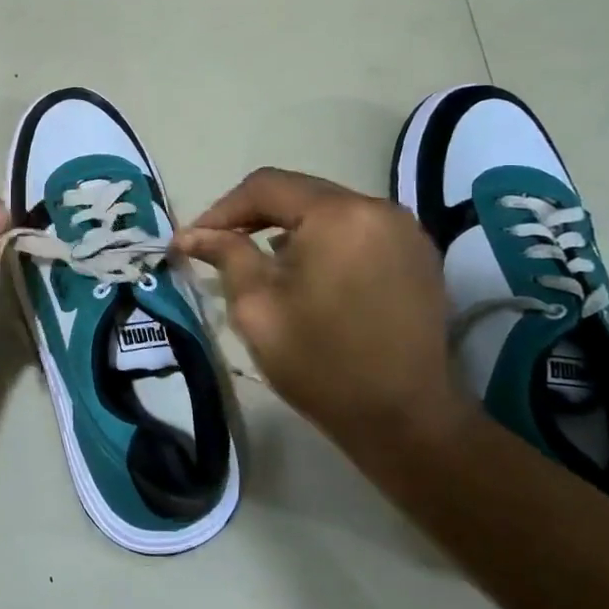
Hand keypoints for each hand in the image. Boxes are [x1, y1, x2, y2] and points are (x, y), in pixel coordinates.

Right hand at [174, 167, 463, 460]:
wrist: (406, 422)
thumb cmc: (322, 363)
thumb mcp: (257, 306)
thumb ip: (226, 255)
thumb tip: (191, 235)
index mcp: (339, 214)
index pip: (266, 187)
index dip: (222, 210)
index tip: (192, 241)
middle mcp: (379, 209)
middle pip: (300, 194)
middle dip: (253, 217)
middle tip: (218, 247)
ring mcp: (405, 232)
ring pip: (327, 212)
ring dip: (288, 230)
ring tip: (258, 263)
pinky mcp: (417, 257)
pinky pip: (356, 231)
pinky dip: (322, 243)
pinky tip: (305, 275)